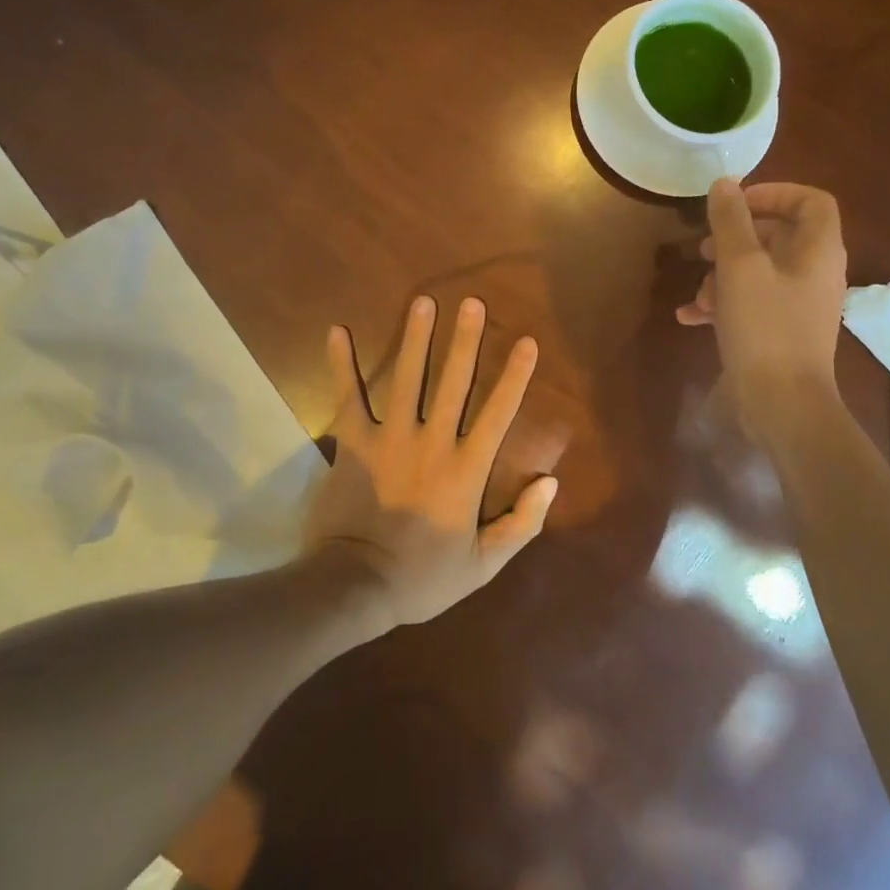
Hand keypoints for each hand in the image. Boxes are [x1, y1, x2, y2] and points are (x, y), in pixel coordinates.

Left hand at [304, 295, 557, 627]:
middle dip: (464, 340)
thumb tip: (551, 482)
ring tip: (423, 302)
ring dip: (415, 338)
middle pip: (454, 382)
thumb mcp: (484, 565)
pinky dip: (342, 364)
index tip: (526, 341)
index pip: (498, 413)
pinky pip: (349, 396)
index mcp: (466, 469)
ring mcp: (390, 438)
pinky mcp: (353, 442)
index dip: (515, 375)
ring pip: (407, 378)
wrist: (354, 587)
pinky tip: (338, 330)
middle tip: (472, 302)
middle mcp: (432, 442)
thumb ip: (521, 524)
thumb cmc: (423, 578)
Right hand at [676, 180, 847, 437]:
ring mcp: (799, 305)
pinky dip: (724, 304)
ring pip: (760, 271)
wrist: (781, 404)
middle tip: (703, 247)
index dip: (773, 193)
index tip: (734, 204)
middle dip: (735, 238)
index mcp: (818, 250)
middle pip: (779, 236)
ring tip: (697, 292)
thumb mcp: (739, 266)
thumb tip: (724, 184)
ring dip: (723, 275)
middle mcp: (815, 273)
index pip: (810, 201)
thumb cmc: (765, 327)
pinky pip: (753, 303)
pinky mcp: (782, 332)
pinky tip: (690, 317)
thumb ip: (730, 221)